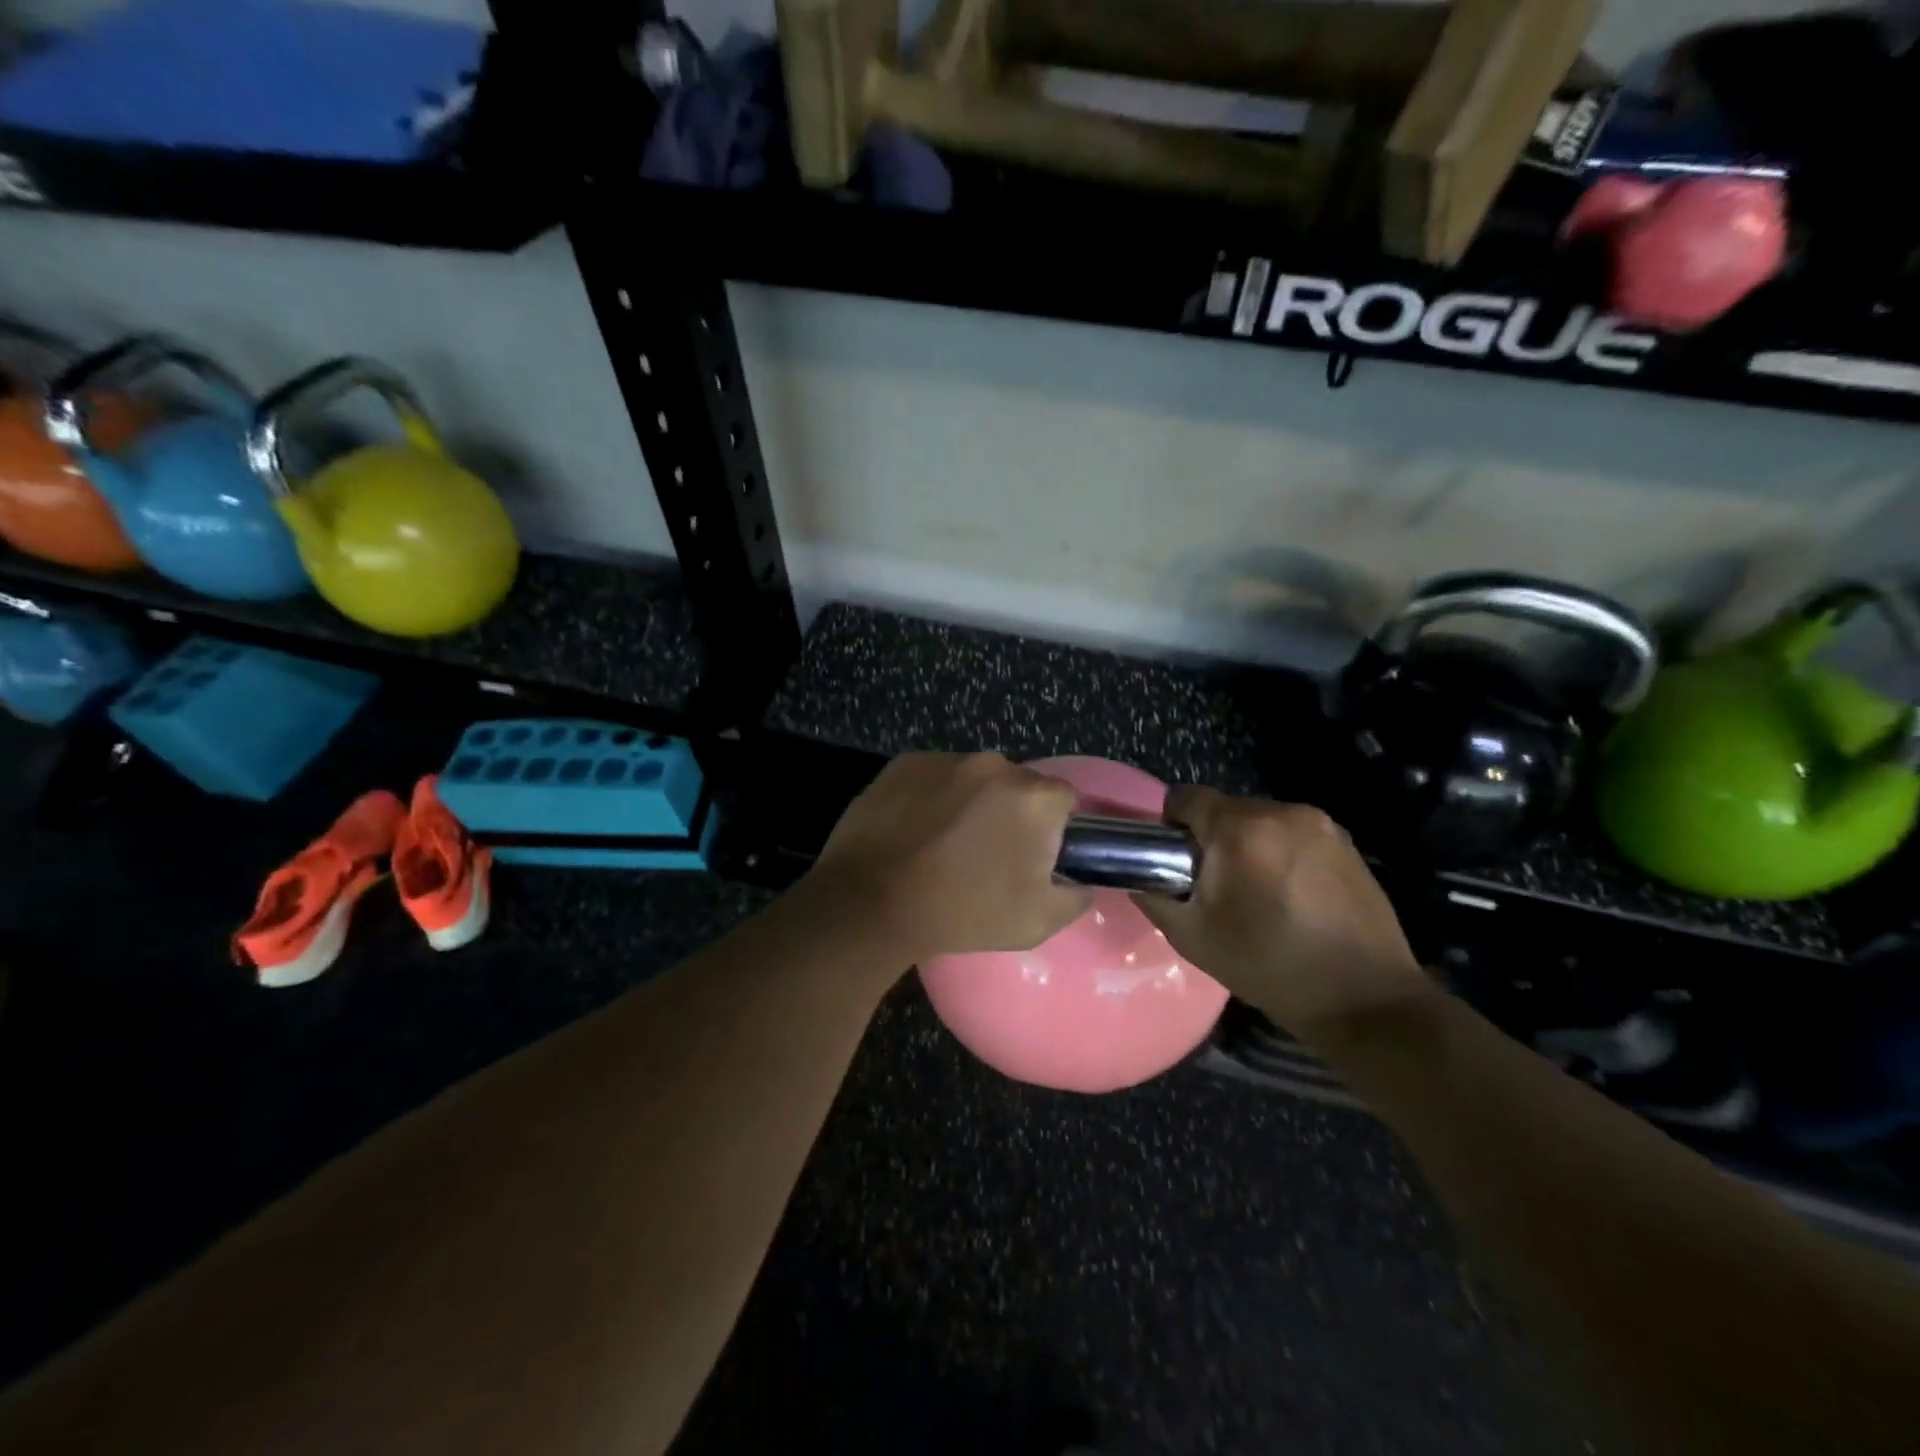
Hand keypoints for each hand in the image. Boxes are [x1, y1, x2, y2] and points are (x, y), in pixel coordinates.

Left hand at [803, 752, 1090, 964]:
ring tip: (943, 842)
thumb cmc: (963, 912)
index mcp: (1034, 797)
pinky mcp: (905, 762)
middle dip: (1010, 812)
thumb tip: (1081, 883)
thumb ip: (1074, 897)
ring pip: (973, 778)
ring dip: (969, 802)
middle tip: (987, 853)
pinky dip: (932, 796)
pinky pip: (934, 776)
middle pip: (1017, 785)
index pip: (1063, 800)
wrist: (872, 902)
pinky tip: (914, 830)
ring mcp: (946, 759)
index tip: (1032, 856)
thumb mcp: (1036, 921)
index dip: (1053, 829)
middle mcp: (994, 765)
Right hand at [1134, 788, 1432, 1041]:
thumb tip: (1139, 877)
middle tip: (1216, 886)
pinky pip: (1294, 834)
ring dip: (1249, 845)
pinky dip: (1281, 853)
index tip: (1174, 858)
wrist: (1364, 999)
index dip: (1171, 823)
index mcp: (1241, 830)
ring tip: (1257, 894)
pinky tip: (1291, 896)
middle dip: (1213, 838)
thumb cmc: (1270, 967)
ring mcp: (1321, 825)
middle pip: (1226, 809)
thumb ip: (1155, 898)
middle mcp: (1282, 813)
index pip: (1186, 797)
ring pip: (1261, 821)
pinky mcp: (1347, 843)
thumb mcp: (1193, 939)